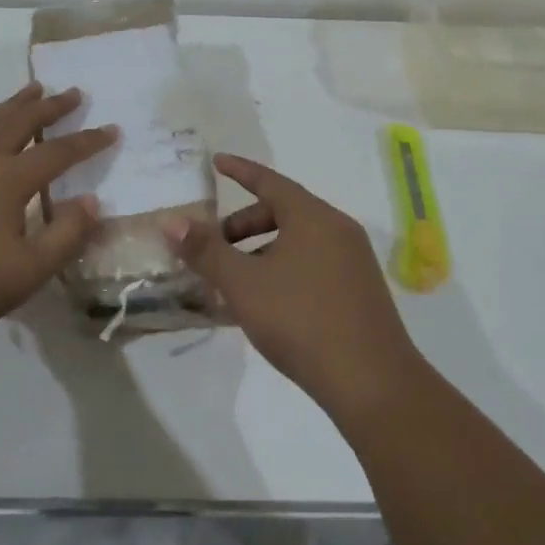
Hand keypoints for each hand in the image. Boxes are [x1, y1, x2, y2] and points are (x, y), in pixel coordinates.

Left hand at [0, 83, 116, 336]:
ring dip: (14, 104)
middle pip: (20, 122)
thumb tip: (91, 201)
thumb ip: (66, 235)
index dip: (88, 141)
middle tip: (73, 92)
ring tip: (32, 90)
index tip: (112, 129)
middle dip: (50, 106)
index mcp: (7, 180)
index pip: (57, 152)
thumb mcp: (29, 271)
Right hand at [164, 155, 419, 413]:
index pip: (270, 181)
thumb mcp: (243, 284)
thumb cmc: (301, 320)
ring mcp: (353, 262)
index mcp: (313, 217)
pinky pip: (312, 266)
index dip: (240, 171)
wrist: (371, 382)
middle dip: (243, 226)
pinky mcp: (359, 292)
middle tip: (213, 247)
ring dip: (260, 253)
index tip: (217, 162)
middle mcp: (338, 230)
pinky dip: (282, 271)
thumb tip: (172, 221)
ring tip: (232, 283)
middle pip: (283, 213)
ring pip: (297, 243)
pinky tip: (263, 305)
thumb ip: (206, 251)